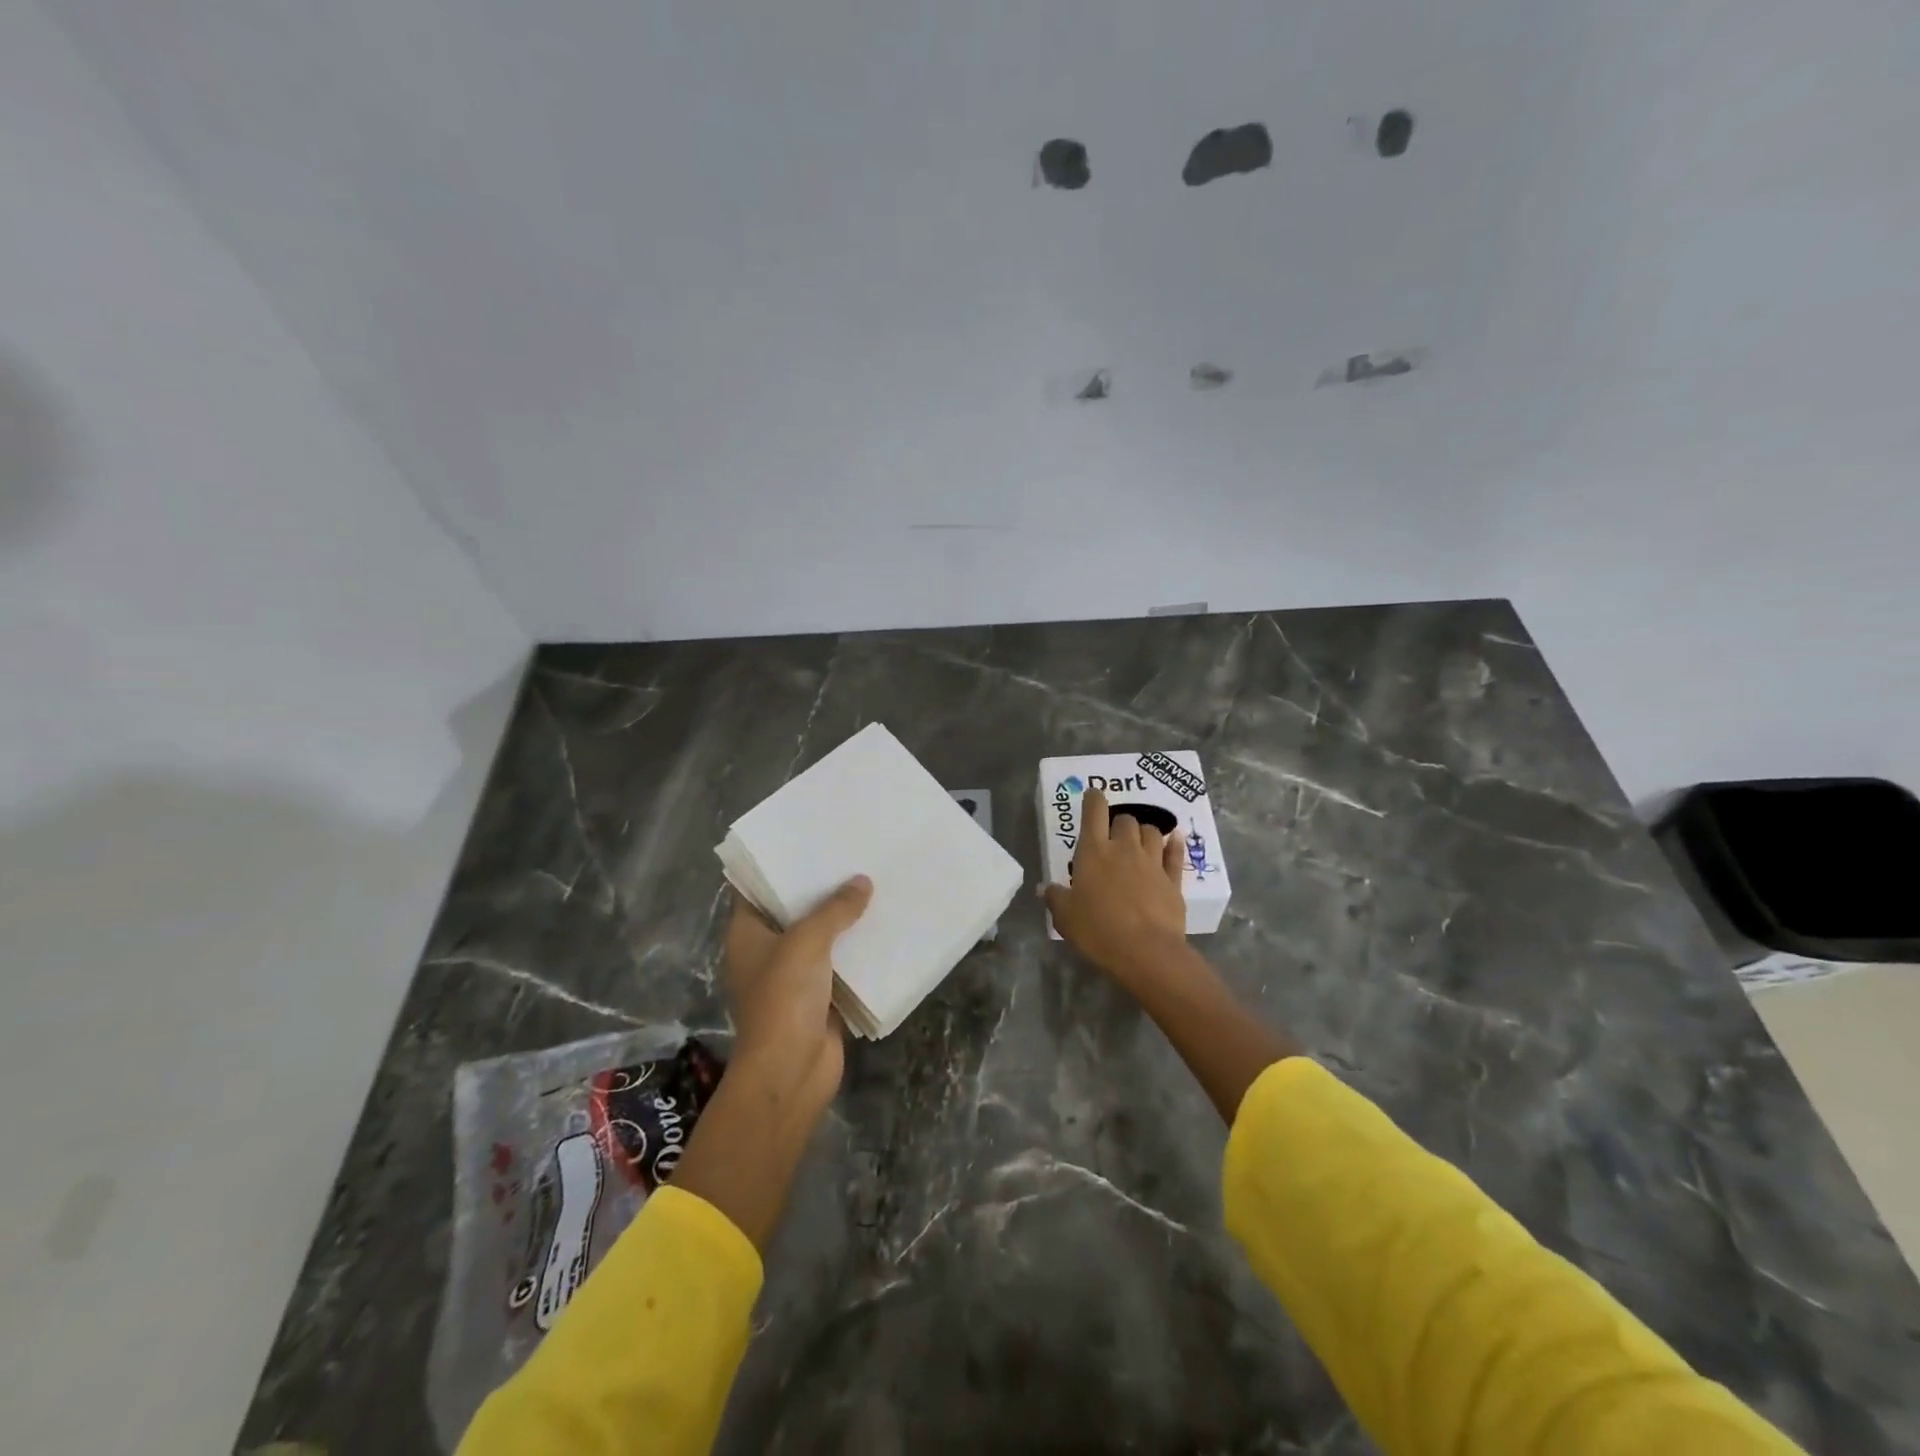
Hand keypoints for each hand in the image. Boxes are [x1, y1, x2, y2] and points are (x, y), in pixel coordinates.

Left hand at [721, 875, 871, 1111]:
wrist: (791, 1070)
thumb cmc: (784, 998)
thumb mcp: (806, 942)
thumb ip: (834, 909)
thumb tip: (862, 882)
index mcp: (747, 934)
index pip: (756, 889)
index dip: (778, 866)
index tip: (807, 842)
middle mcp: (767, 951)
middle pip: (793, 911)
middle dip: (820, 888)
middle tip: (850, 856)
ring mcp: (793, 975)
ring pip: (820, 937)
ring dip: (842, 918)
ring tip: (873, 883)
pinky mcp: (819, 996)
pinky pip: (839, 963)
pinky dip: (856, 948)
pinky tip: (882, 926)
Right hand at [1042, 786, 1188, 987]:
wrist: (1146, 951)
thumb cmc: (1098, 930)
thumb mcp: (1065, 917)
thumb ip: (1055, 898)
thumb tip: (1045, 888)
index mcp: (1094, 851)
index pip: (1094, 811)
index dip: (1093, 799)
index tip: (1093, 795)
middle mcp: (1124, 848)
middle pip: (1125, 819)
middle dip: (1119, 823)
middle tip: (1113, 837)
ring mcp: (1152, 862)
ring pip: (1152, 831)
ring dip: (1144, 832)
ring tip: (1139, 842)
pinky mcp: (1173, 879)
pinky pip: (1175, 853)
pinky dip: (1173, 845)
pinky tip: (1174, 841)